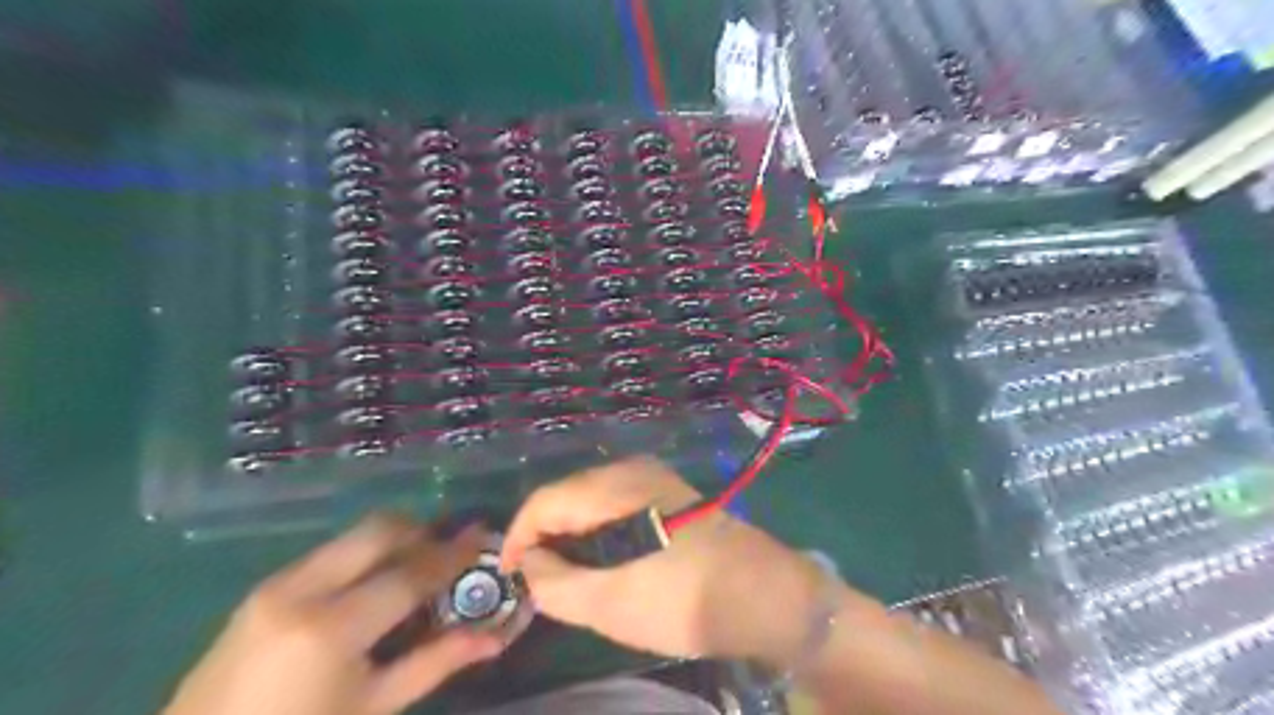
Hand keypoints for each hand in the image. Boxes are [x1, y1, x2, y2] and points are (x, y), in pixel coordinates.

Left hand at [163, 515, 507, 714]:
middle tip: (450, 548)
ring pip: (353, 535)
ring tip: (417, 564)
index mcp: (331, 629)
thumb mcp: (372, 708)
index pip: (409, 573)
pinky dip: (364, 555)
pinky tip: (374, 583)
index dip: (453, 553)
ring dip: (394, 539)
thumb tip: (494, 637)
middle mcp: (302, 590)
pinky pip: (330, 552)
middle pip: (379, 530)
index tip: (482, 537)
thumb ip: (435, 663)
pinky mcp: (263, 588)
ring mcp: (276, 584)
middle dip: (423, 530)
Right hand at [497, 459, 826, 664]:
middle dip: (546, 536)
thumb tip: (528, 564)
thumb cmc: (681, 599)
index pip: (543, 501)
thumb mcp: (608, 603)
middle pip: (566, 496)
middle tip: (540, 581)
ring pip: (591, 500)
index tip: (511, 577)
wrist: (762, 592)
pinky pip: (616, 503)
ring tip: (569, 575)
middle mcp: (629, 468)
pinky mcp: (668, 491)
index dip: (517, 538)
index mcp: (611, 487)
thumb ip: (554, 582)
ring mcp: (653, 476)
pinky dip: (599, 530)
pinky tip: (605, 559)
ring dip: (573, 534)